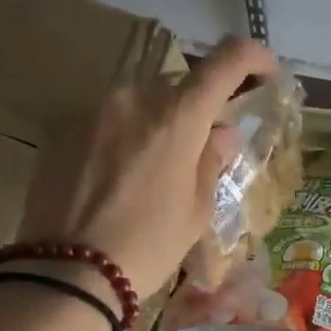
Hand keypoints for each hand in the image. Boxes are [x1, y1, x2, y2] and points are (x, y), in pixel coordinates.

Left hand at [16, 37, 279, 299]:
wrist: (69, 273)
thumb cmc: (148, 247)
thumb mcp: (196, 212)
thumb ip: (211, 162)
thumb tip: (221, 133)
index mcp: (177, 117)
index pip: (224, 62)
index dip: (252, 57)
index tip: (266, 71)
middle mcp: (134, 98)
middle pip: (179, 82)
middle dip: (199, 104)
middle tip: (207, 142)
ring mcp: (94, 111)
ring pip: (141, 100)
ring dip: (160, 121)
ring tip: (161, 167)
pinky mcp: (64, 130)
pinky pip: (109, 120)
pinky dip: (127, 137)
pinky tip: (123, 178)